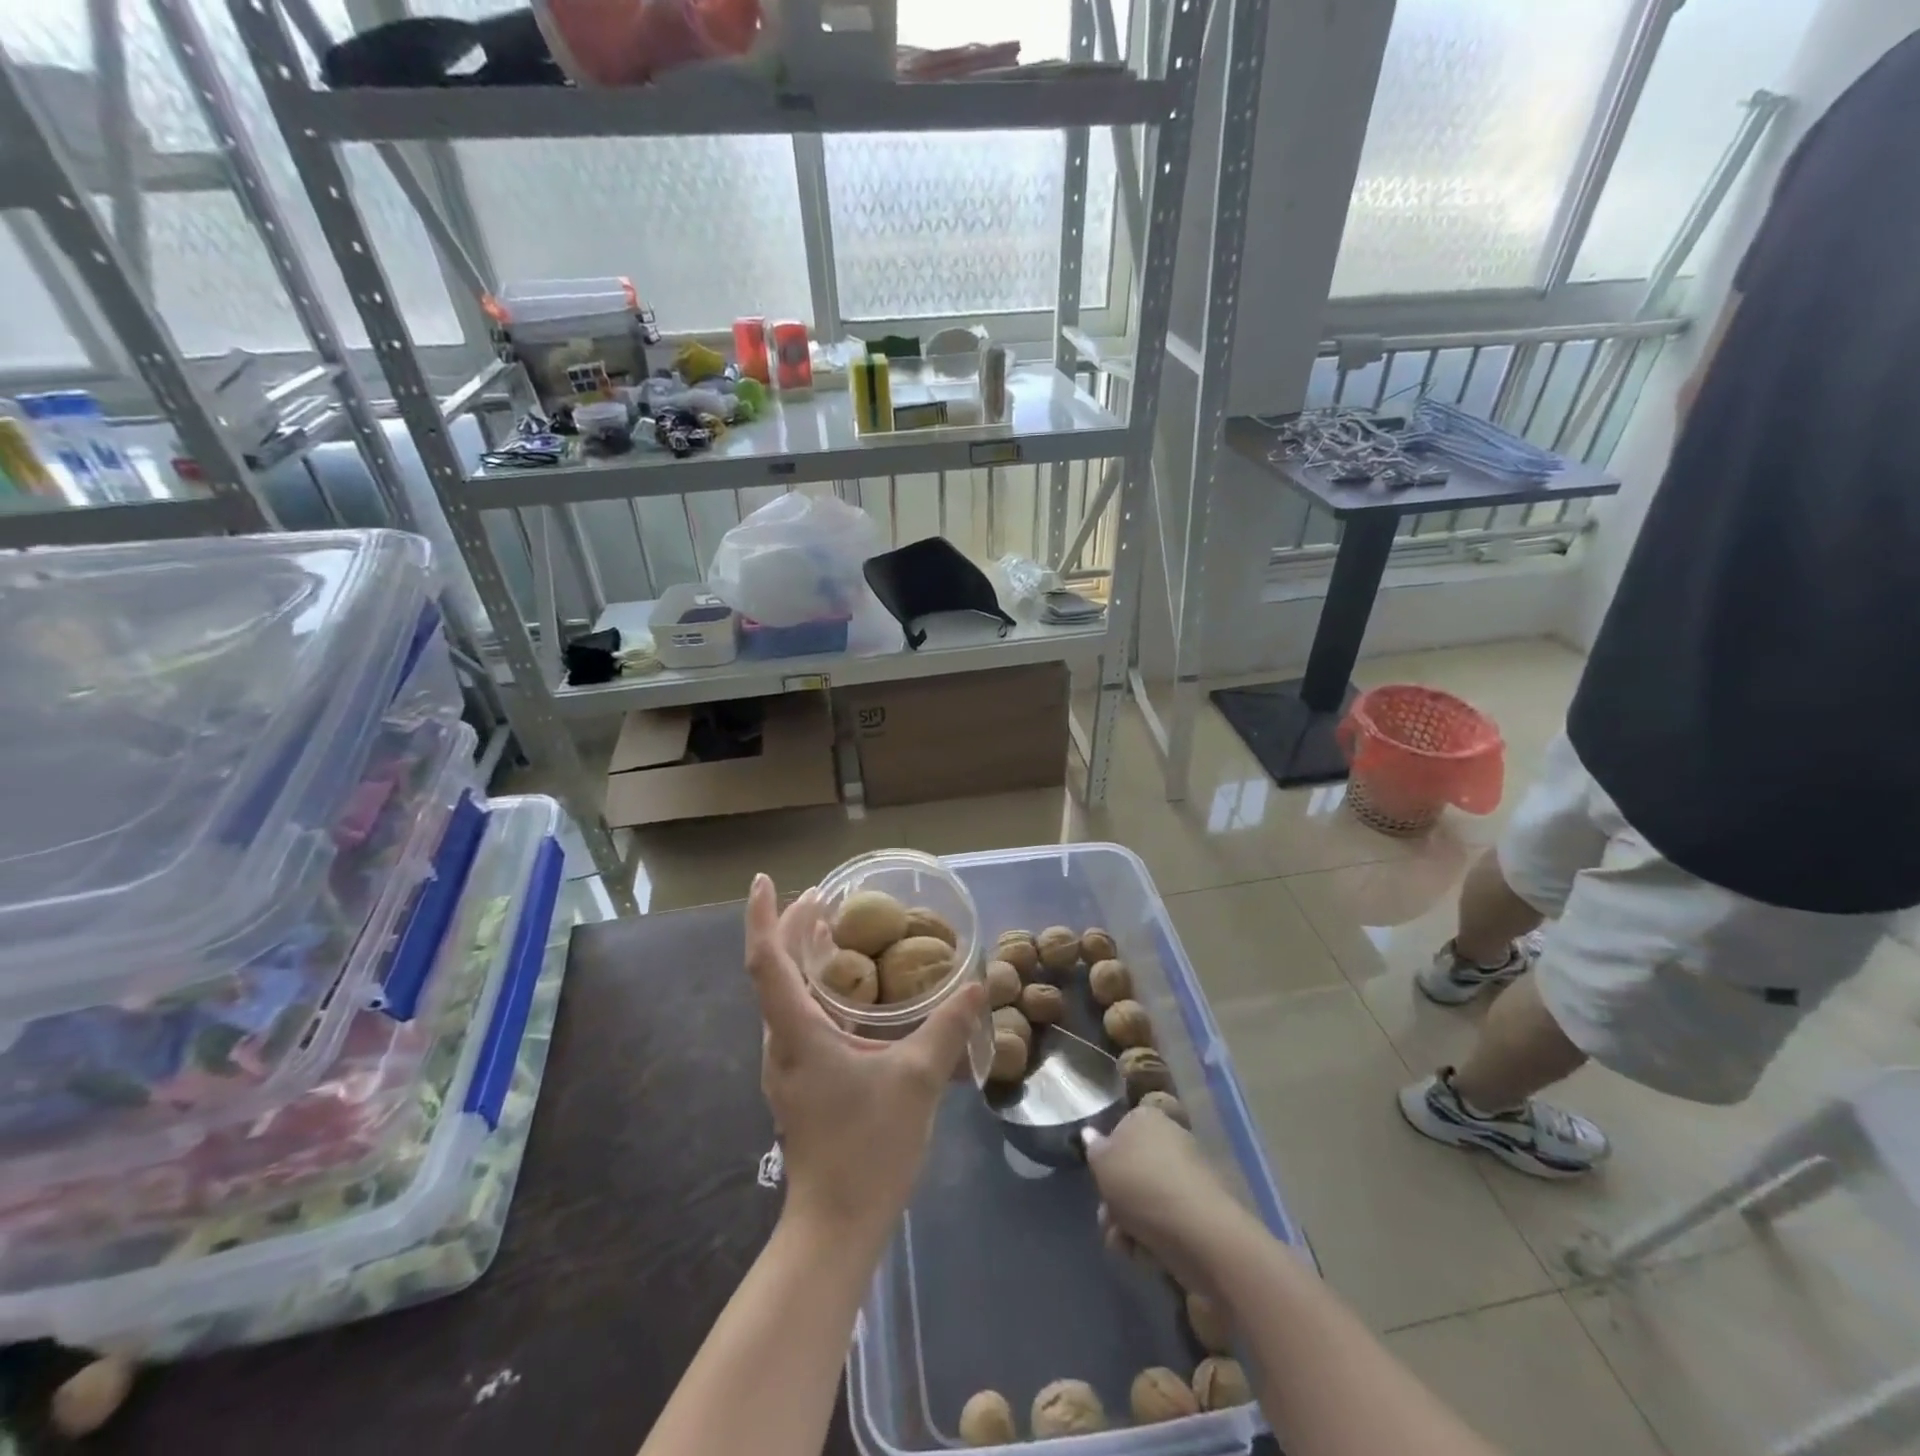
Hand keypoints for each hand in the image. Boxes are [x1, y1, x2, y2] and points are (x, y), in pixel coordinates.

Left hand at [746, 874, 985, 1243]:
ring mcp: (787, 1063)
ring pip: (784, 994)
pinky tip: (849, 990)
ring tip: (833, 929)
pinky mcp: (800, 1079)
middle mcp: (781, 1041)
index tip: (765, 880)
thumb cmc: (868, 1146)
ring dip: (802, 956)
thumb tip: (977, 985)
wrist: (837, 1224)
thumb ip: (947, 1028)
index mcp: (797, 1032)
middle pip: (773, 970)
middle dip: (791, 927)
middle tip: (823, 896)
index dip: (763, 917)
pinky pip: (798, 1016)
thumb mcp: (917, 1080)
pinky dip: (816, 986)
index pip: (766, 961)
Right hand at [1086, 1106, 1252, 1295]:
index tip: (1099, 1180)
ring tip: (1123, 1244)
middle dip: (1115, 1199)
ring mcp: (1187, 1176)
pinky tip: (1144, 1254)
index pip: (1120, 1130)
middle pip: (1131, 1169)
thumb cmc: (1142, 1185)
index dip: (1106, 1157)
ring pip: (1144, 1199)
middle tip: (1107, 1220)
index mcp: (1147, 1117)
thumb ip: (1093, 1148)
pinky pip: (1165, 1220)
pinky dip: (1151, 1237)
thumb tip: (1090, 1133)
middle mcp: (1170, 1139)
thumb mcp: (1102, 1162)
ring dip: (1128, 1224)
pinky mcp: (1199, 1210)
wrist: (1198, 1232)